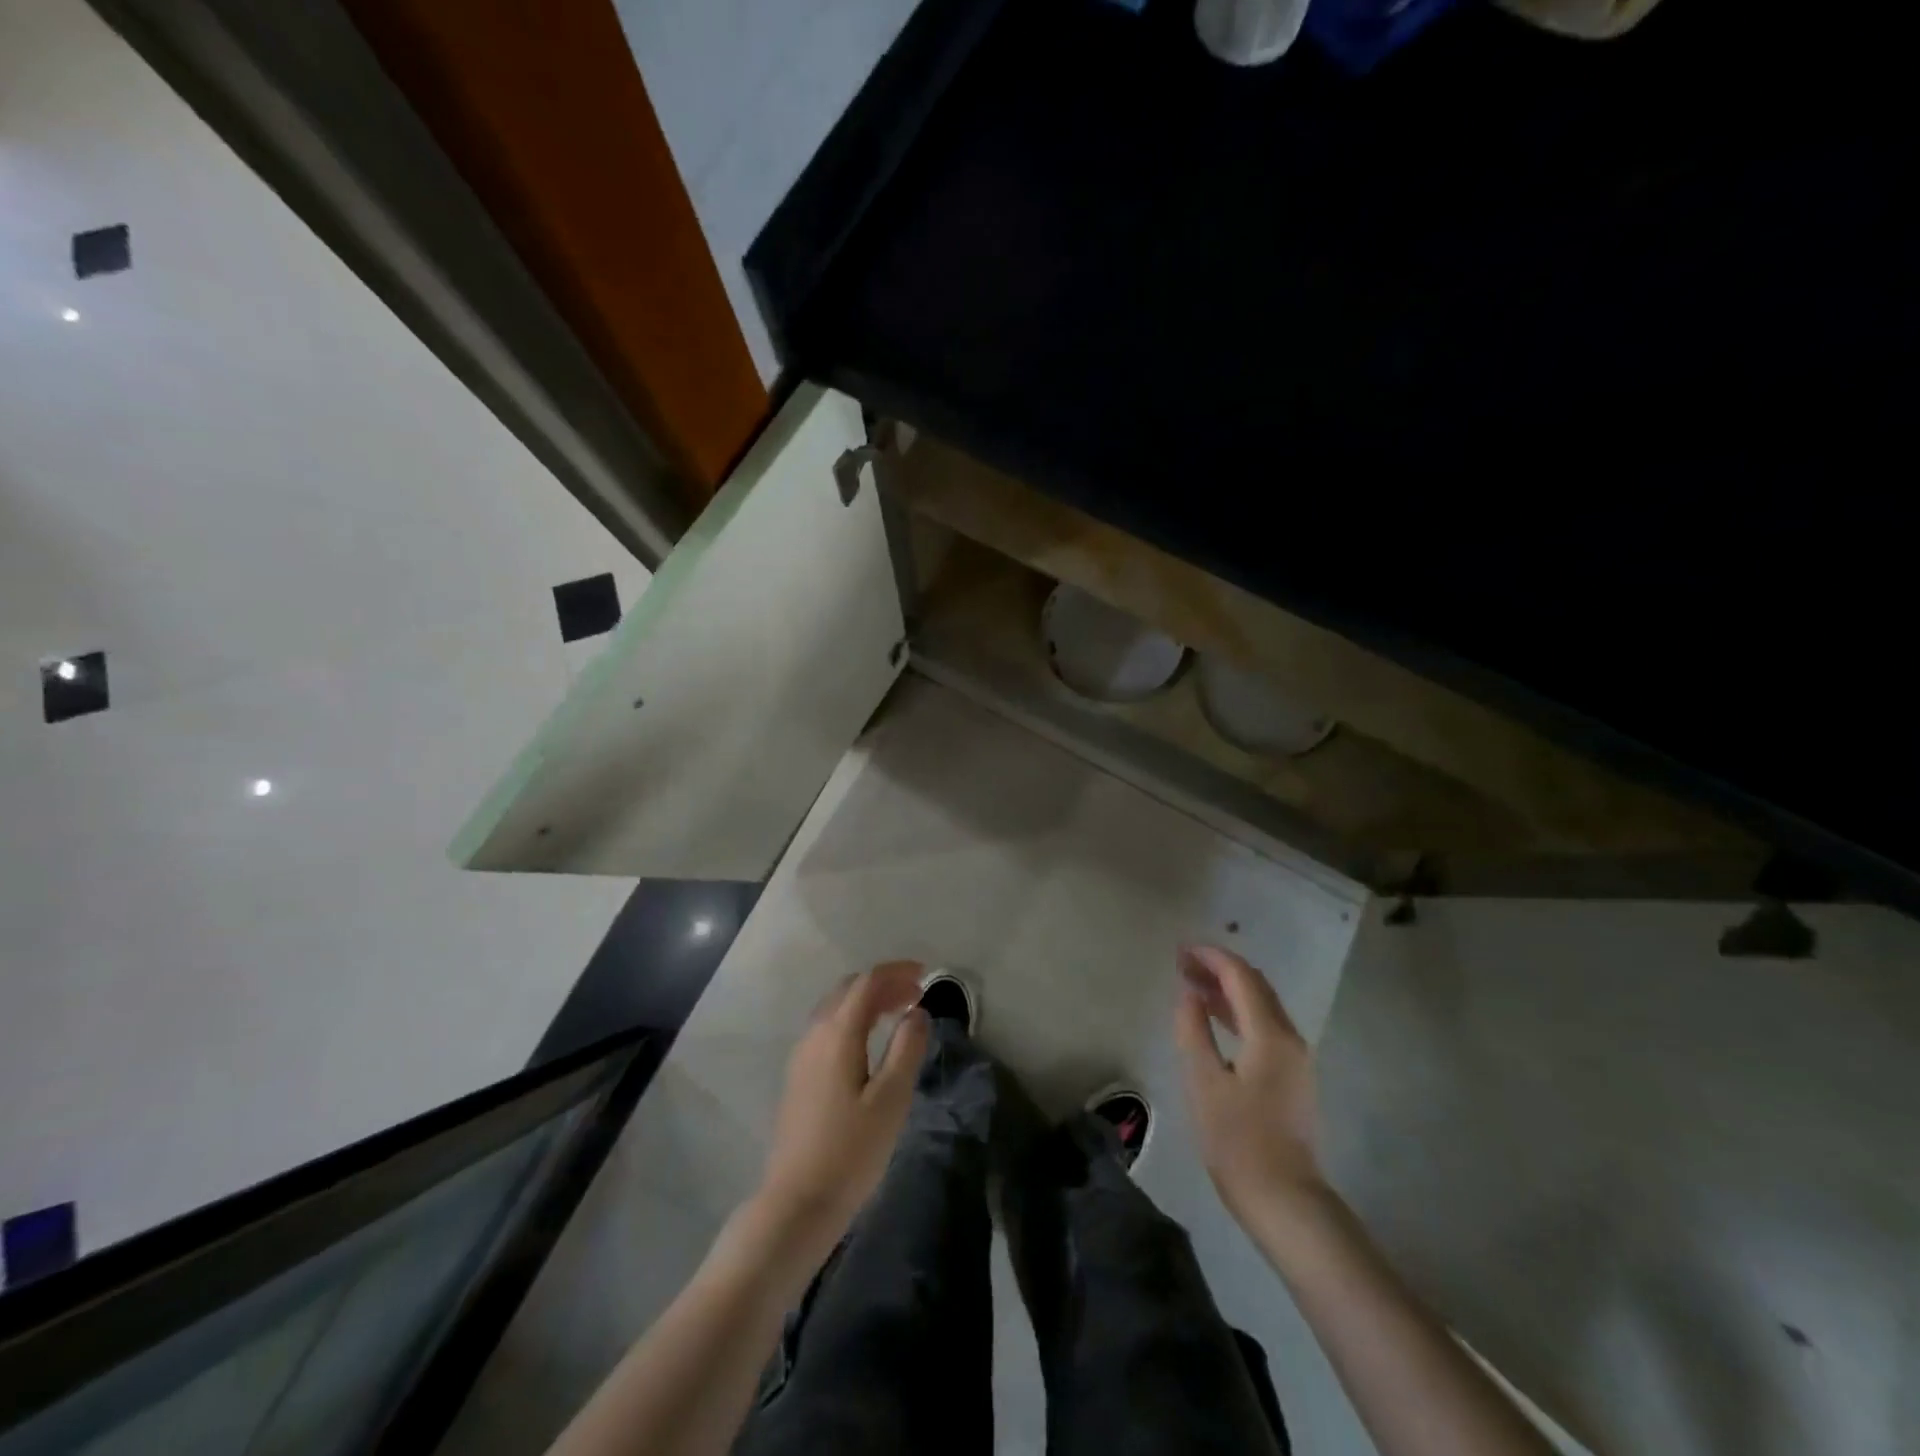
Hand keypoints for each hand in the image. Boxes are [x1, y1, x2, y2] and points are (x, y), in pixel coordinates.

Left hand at [754, 961, 929, 1254]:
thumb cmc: (851, 1151)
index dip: (896, 972)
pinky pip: (827, 1027)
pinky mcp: (798, 1076)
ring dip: (867, 1002)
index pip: (866, 983)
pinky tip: (869, 1043)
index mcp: (837, 1034)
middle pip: (849, 990)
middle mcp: (815, 1034)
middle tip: (915, 996)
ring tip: (898, 1014)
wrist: (797, 1202)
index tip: (925, 975)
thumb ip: (906, 1048)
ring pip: (835, 1008)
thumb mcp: (891, 1099)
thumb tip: (917, 1012)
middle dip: (883, 984)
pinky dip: (853, 1019)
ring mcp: (802, 1055)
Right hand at [1174, 945, 1326, 1229]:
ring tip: (1192, 984)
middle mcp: (1290, 1037)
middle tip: (1182, 963)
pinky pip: (1265, 1026)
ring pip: (1262, 1005)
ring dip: (1228, 989)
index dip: (1211, 957)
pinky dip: (1238, 1011)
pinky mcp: (1292, 1076)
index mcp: (1270, 1034)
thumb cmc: (1238, 1141)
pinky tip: (1215, 1017)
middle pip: (1255, 986)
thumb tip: (1189, 994)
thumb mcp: (1204, 1082)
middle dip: (1219, 968)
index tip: (1180, 950)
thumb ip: (1193, 1030)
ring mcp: (1296, 1058)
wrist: (1286, 1201)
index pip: (1241, 977)